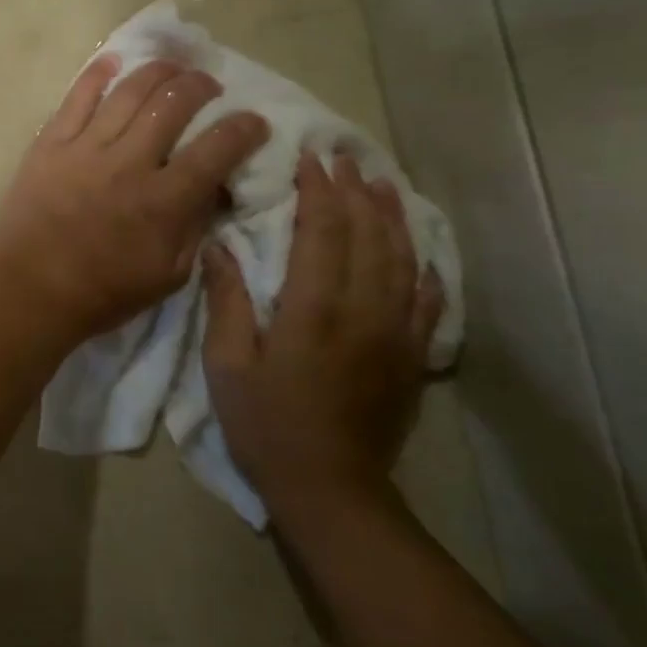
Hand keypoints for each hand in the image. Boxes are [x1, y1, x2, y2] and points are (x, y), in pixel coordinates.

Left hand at [0, 55, 269, 344]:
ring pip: (129, 91)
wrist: (30, 288)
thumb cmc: (104, 291)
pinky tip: (115, 60)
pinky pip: (77, 96)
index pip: (217, 149)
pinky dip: (98, 73)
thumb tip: (216, 187)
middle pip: (173, 103)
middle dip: (201, 85)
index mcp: (163, 200)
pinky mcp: (51, 142)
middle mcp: (129, 163)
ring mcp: (86, 147)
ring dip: (158, 71)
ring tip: (173, 66)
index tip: (255, 121)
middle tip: (209, 85)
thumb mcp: (169, 275)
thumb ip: (196, 227)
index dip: (244, 129)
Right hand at [202, 152, 445, 514]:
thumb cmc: (266, 424)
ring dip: (391, 216)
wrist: (330, 490)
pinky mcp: (410, 357)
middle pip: (367, 235)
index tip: (310, 158)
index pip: (322, 231)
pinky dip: (424, 268)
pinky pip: (426, 301)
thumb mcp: (227, 364)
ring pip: (401, 259)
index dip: (318, 191)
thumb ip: (227, 301)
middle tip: (342, 157)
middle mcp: (363, 311)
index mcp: (314, 309)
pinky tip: (418, 249)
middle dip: (354, 191)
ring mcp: (395, 334)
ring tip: (381, 183)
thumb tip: (219, 246)